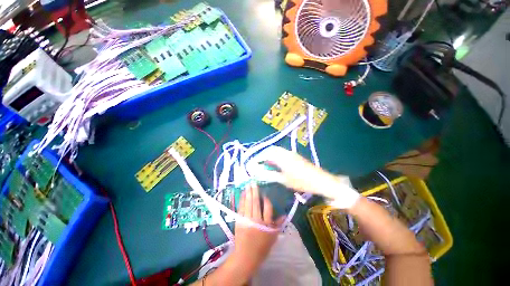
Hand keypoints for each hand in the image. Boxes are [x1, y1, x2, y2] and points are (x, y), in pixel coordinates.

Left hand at [228, 184, 283, 279]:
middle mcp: (256, 220)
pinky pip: (241, 208)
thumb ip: (278, 225)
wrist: (246, 256)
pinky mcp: (239, 221)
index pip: (268, 208)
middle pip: (256, 203)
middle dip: (255, 192)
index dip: (266, 199)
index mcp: (266, 225)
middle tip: (254, 183)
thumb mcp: (273, 237)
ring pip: (248, 204)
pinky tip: (242, 194)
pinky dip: (242, 200)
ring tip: (248, 185)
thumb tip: (285, 214)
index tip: (265, 193)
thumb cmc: (261, 247)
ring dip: (248, 193)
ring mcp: (246, 220)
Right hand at [248, 146, 359, 208]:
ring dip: (269, 156)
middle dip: (263, 155)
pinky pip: (281, 153)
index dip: (258, 158)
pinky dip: (275, 157)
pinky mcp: (294, 156)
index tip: (252, 163)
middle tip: (258, 164)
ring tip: (265, 165)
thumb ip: (270, 175)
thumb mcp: (284, 180)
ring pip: (276, 151)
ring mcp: (291, 153)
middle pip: (271, 150)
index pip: (266, 154)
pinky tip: (275, 164)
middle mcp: (285, 152)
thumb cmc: (301, 181)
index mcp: (282, 157)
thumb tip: (258, 173)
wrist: (320, 180)